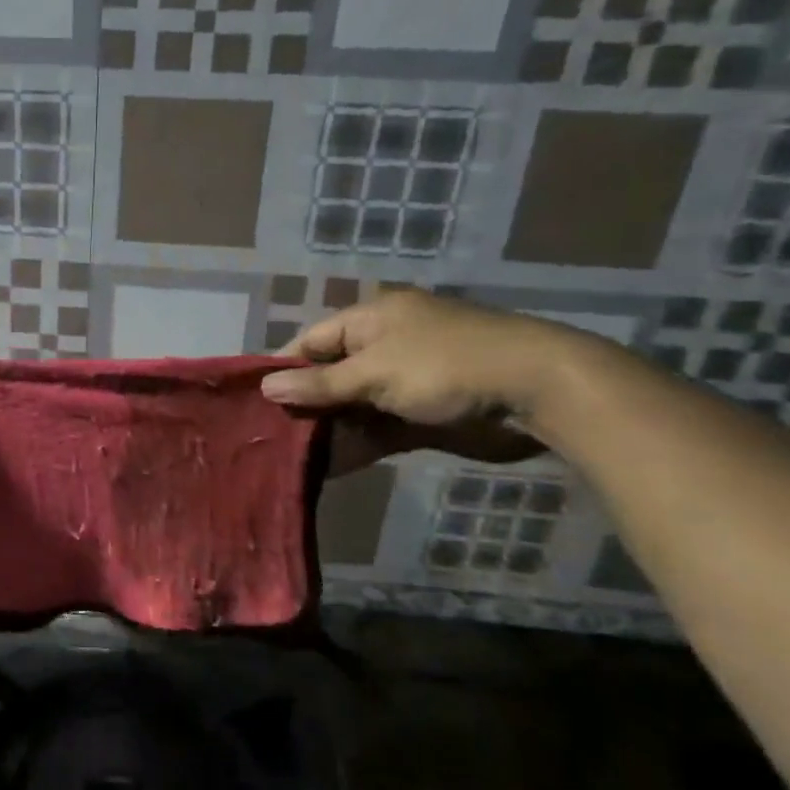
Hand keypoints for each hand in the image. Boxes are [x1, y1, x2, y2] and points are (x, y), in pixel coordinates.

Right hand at [261, 289, 566, 473]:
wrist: (535, 394)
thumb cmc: (446, 366)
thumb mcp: (376, 371)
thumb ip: (321, 384)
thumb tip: (266, 387)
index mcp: (372, 320)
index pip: (313, 341)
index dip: (283, 368)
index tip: (253, 400)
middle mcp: (384, 348)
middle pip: (330, 377)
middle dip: (303, 405)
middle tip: (265, 436)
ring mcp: (403, 385)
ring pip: (351, 408)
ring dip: (326, 431)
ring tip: (287, 459)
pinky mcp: (420, 418)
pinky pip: (376, 431)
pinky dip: (355, 447)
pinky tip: (327, 469)